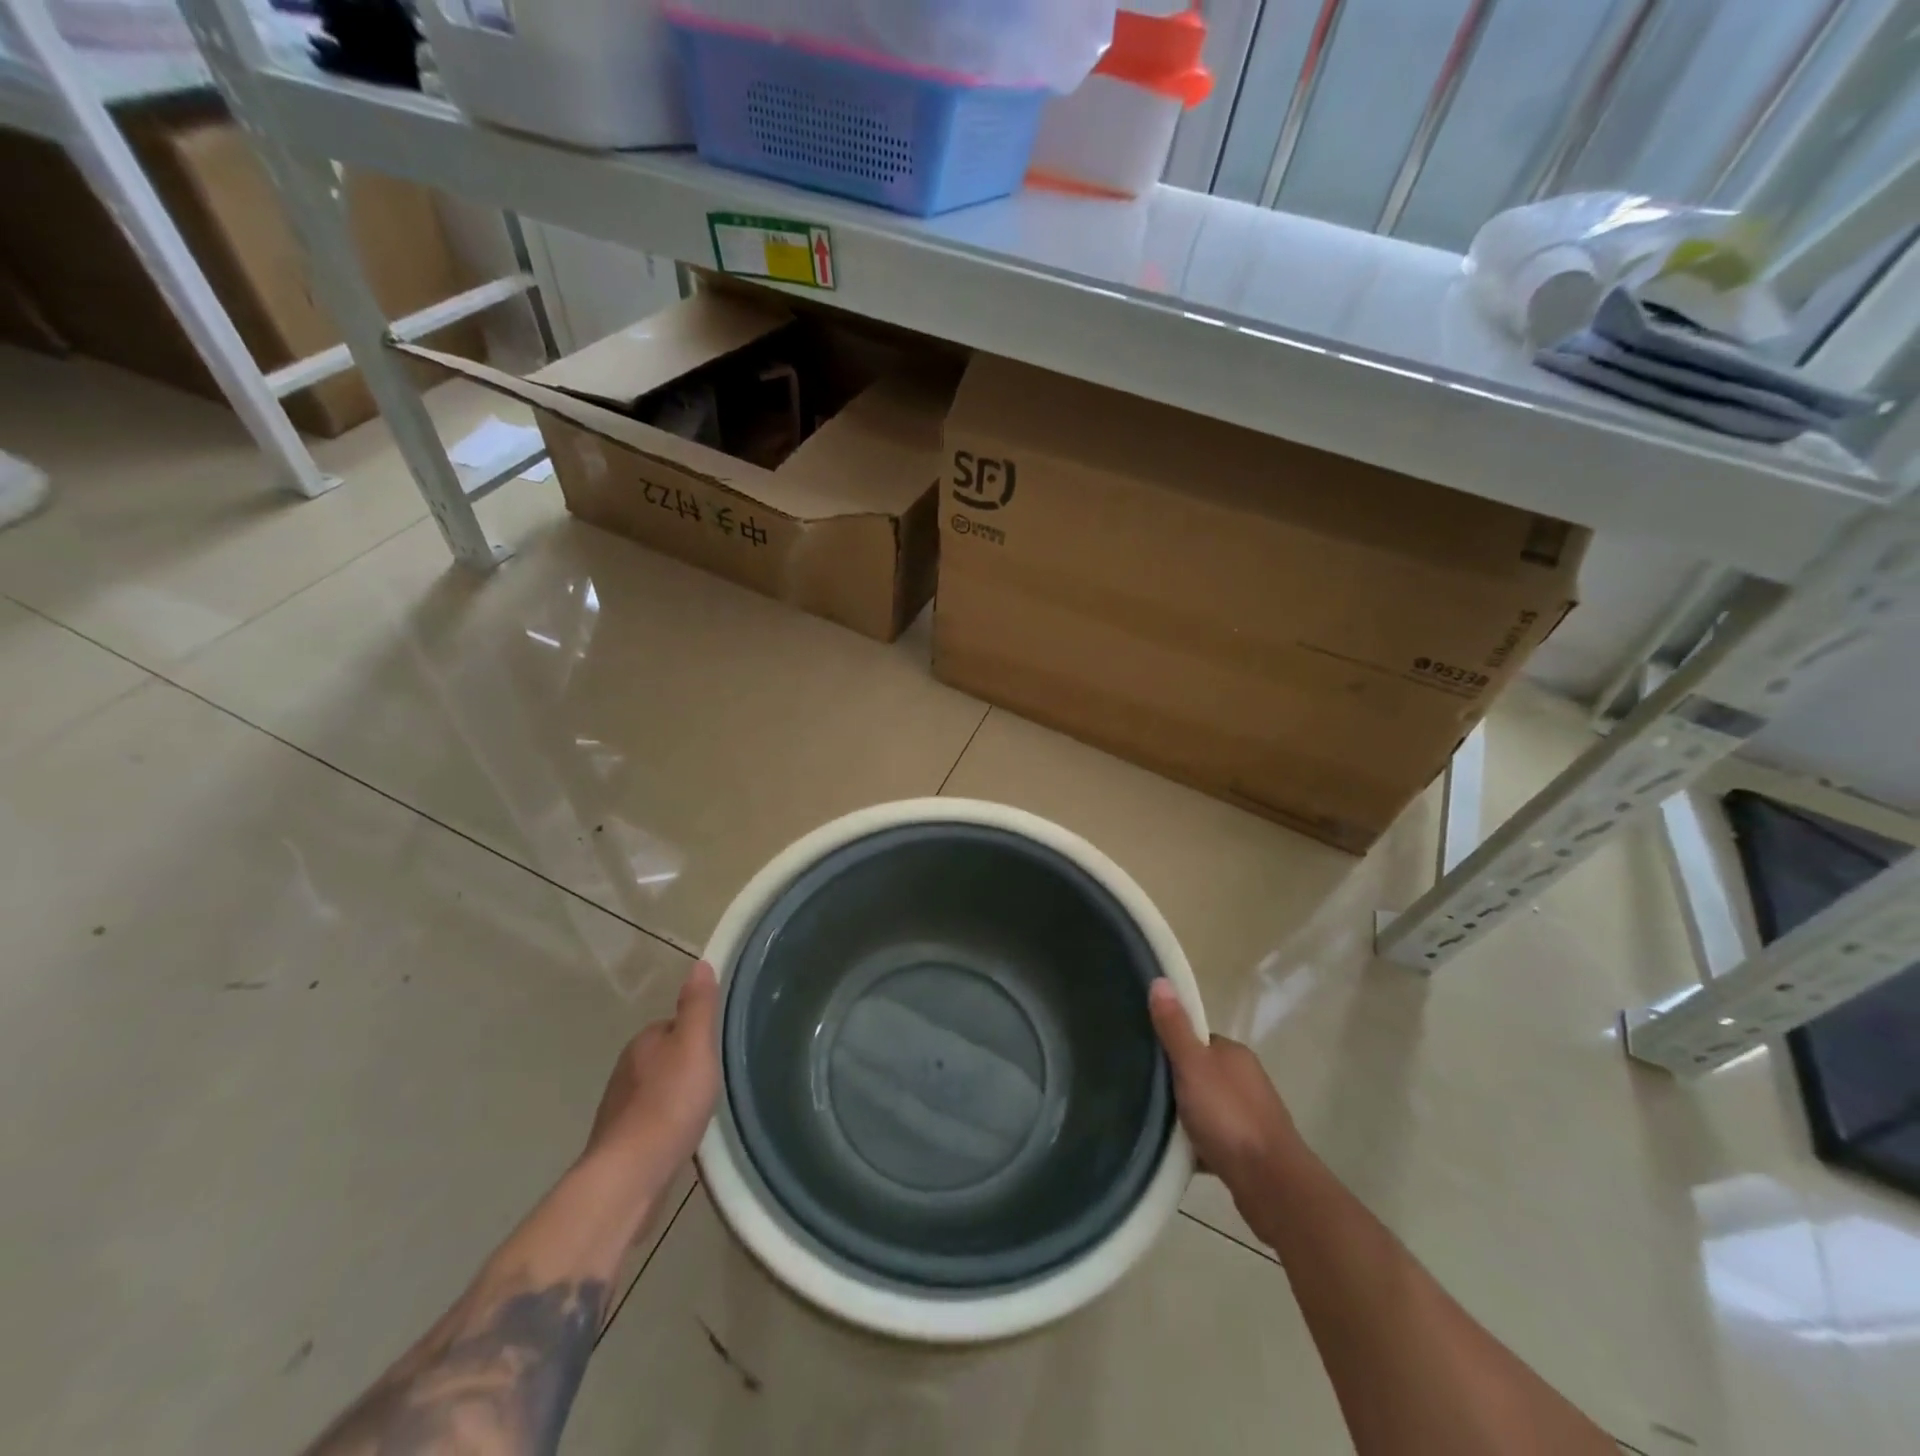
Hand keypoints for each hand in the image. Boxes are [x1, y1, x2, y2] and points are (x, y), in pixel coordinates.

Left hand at [583, 961, 721, 1185]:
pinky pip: (649, 1121)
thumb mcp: (695, 1046)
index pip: (674, 1025)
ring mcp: (619, 1108)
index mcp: (644, 1042)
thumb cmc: (669, 1103)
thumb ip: (698, 1006)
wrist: (630, 1174)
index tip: (718, 1048)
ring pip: (655, 1089)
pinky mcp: (620, 1142)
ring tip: (701, 1109)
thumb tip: (699, 964)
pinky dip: (665, 1123)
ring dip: (674, 1095)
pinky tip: (681, 1137)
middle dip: (686, 1065)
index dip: (698, 1034)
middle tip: (715, 1079)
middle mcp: (626, 1069)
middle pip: (664, 1056)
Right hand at [1149, 978, 1298, 1192]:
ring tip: (1158, 1123)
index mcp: (1234, 1054)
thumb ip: (1174, 1027)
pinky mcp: (1250, 1149)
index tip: (1147, 1059)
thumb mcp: (1192, 1066)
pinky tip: (1180, 1152)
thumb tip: (1160, 980)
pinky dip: (1199, 1142)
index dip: (1172, 1046)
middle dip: (1178, 1082)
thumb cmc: (1228, 1116)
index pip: (1196, 1039)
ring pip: (1208, 1106)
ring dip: (1188, 1114)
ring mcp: (1251, 1115)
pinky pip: (1215, 1137)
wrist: (1271, 1183)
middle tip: (1147, 1092)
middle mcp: (1246, 1079)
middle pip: (1201, 1072)